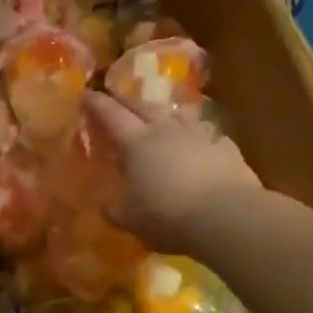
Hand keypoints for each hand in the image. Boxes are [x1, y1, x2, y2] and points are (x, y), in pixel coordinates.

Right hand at [84, 91, 262, 252]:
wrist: (226, 217)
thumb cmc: (167, 216)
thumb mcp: (130, 219)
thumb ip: (115, 209)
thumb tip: (106, 205)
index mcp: (136, 143)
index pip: (111, 115)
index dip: (97, 104)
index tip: (86, 93)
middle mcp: (167, 130)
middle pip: (143, 106)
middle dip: (126, 101)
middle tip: (116, 98)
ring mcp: (200, 136)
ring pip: (179, 115)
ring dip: (165, 113)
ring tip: (160, 116)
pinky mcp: (226, 149)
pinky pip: (209, 136)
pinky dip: (199, 138)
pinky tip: (201, 146)